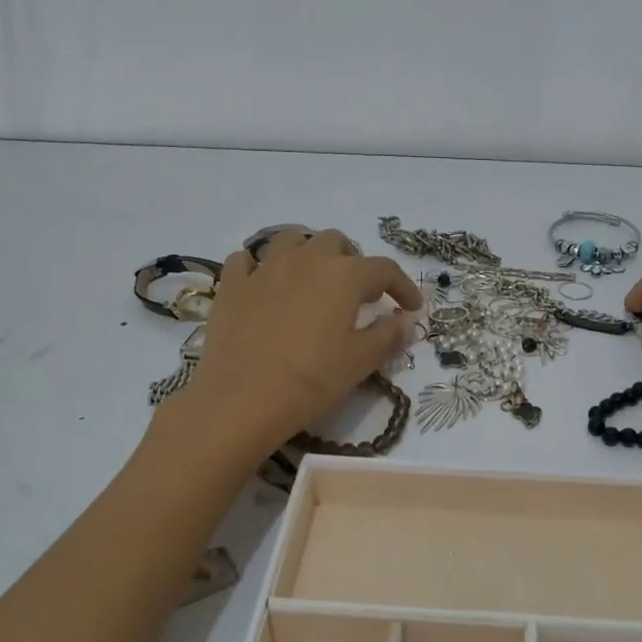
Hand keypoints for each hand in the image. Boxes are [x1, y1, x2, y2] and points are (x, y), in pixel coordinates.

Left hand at [182, 229, 422, 455]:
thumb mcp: (361, 361)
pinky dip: (259, 267)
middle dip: (352, 262)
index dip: (403, 286)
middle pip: (336, 243)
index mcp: (344, 275)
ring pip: (291, 240)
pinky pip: (246, 261)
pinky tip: (264, 286)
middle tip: (357, 293)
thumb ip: (388, 335)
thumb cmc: (312, 380)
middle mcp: (306, 259)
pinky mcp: (231, 285)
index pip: (384, 269)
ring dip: (307, 254)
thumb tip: (404, 320)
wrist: (242, 400)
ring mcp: (264, 268)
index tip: (410, 307)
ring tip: (312, 280)